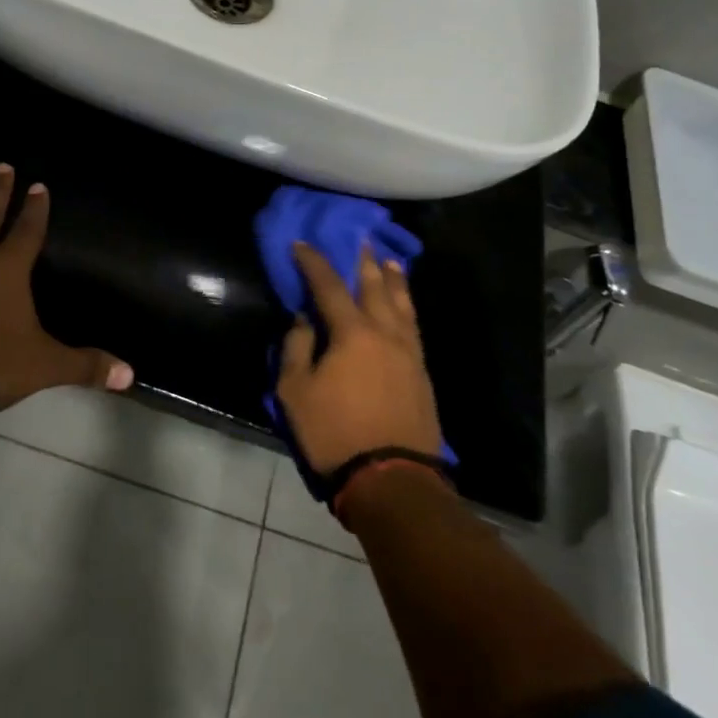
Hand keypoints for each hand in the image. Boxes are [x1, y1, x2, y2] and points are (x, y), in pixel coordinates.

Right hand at [277, 242, 443, 474]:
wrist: (391, 478)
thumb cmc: (334, 433)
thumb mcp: (295, 392)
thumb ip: (296, 348)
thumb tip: (303, 320)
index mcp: (352, 333)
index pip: (328, 286)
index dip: (313, 262)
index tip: (301, 244)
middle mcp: (385, 333)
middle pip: (374, 287)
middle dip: (363, 262)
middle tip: (360, 240)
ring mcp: (408, 353)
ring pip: (402, 305)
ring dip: (393, 280)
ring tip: (390, 262)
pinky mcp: (421, 373)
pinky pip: (413, 326)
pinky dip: (406, 307)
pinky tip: (404, 307)